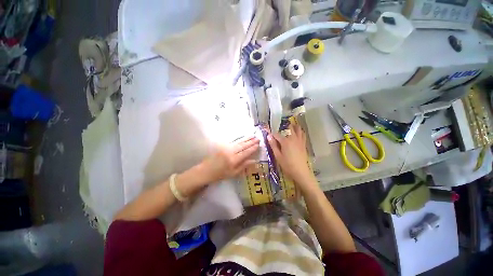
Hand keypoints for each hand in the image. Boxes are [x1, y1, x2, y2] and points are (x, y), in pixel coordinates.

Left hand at [201, 136, 259, 183]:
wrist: (206, 170)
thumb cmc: (220, 174)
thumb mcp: (233, 173)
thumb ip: (243, 166)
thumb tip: (254, 161)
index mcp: (233, 160)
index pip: (245, 152)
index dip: (252, 148)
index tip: (258, 145)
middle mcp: (230, 152)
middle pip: (243, 145)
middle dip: (251, 142)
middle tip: (258, 138)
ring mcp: (226, 147)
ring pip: (238, 142)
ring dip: (246, 138)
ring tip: (253, 135)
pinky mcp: (222, 145)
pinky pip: (233, 141)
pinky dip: (239, 139)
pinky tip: (243, 137)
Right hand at [267, 124, 315, 188]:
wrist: (301, 171)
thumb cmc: (287, 165)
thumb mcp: (278, 156)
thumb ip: (273, 145)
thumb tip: (268, 136)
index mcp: (285, 141)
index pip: (277, 134)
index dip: (272, 133)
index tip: (268, 133)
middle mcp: (293, 138)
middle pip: (289, 128)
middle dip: (283, 127)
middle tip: (279, 129)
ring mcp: (299, 140)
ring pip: (298, 129)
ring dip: (293, 126)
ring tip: (290, 125)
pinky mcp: (303, 144)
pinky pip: (303, 134)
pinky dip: (300, 131)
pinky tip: (298, 132)